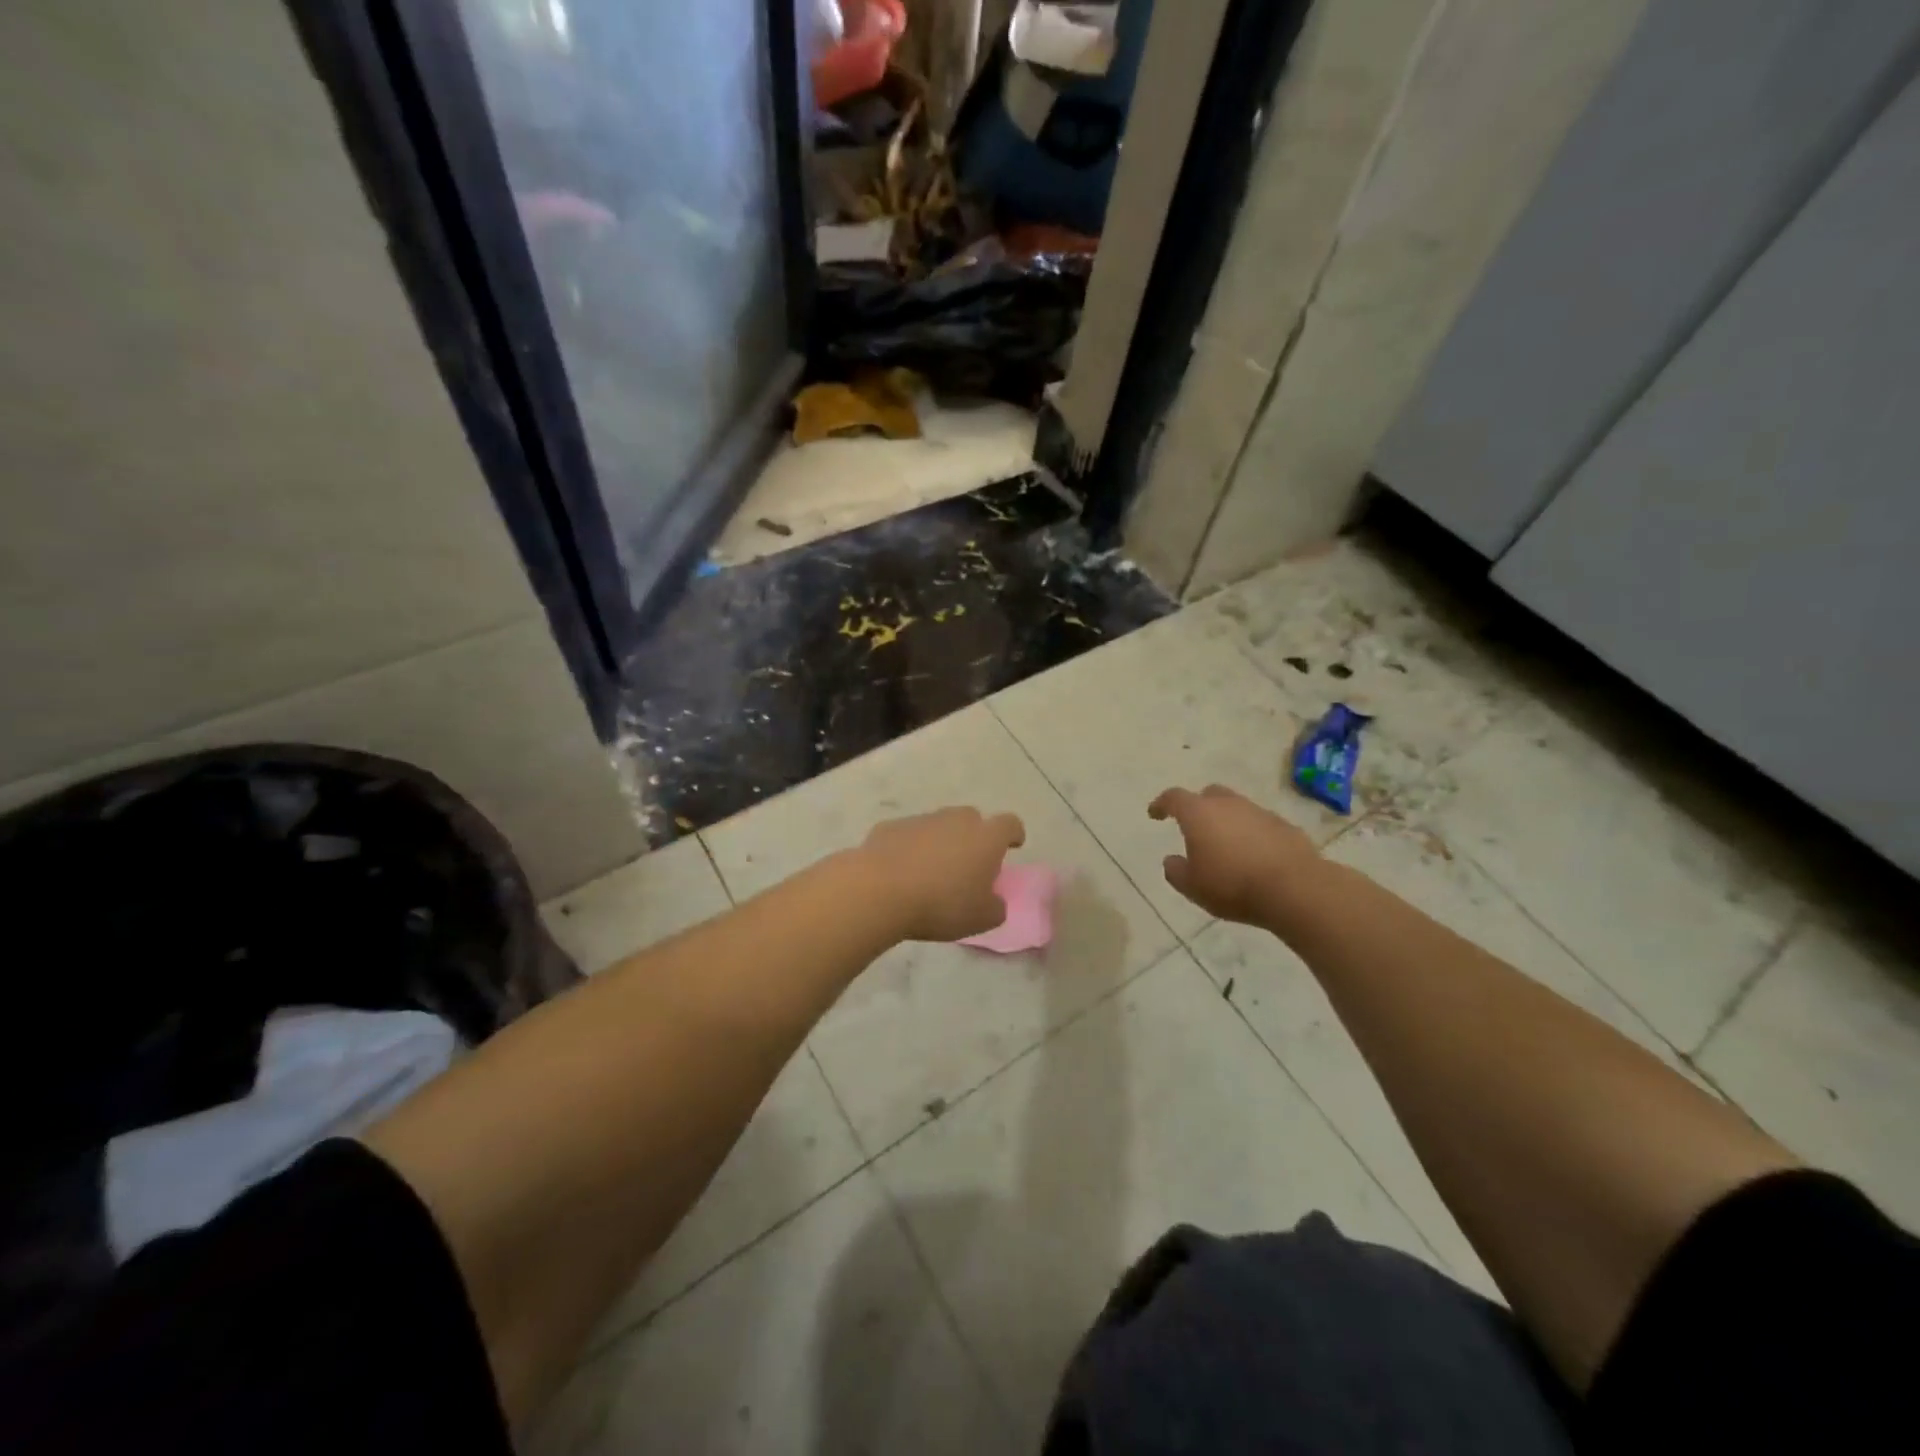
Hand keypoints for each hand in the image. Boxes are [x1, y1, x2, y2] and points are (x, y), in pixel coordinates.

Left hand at [858, 806, 1026, 942]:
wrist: (879, 890)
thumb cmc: (941, 904)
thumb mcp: (981, 919)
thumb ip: (995, 907)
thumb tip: (993, 901)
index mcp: (986, 838)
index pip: (1010, 824)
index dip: (1013, 834)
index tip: (1013, 845)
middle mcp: (956, 820)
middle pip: (972, 819)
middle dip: (974, 836)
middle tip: (969, 864)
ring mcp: (921, 820)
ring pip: (939, 826)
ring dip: (940, 842)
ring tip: (931, 872)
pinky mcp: (890, 827)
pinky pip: (909, 835)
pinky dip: (910, 848)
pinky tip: (901, 872)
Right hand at [1147, 784, 1319, 925]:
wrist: (1294, 888)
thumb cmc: (1233, 885)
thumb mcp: (1193, 887)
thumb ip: (1176, 871)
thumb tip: (1171, 860)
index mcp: (1199, 814)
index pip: (1173, 797)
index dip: (1161, 804)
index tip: (1155, 814)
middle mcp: (1228, 804)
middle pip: (1209, 795)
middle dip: (1199, 806)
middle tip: (1195, 827)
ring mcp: (1259, 812)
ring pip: (1237, 808)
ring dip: (1228, 821)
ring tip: (1227, 846)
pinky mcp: (1285, 826)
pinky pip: (1260, 824)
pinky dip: (1252, 833)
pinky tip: (1254, 855)